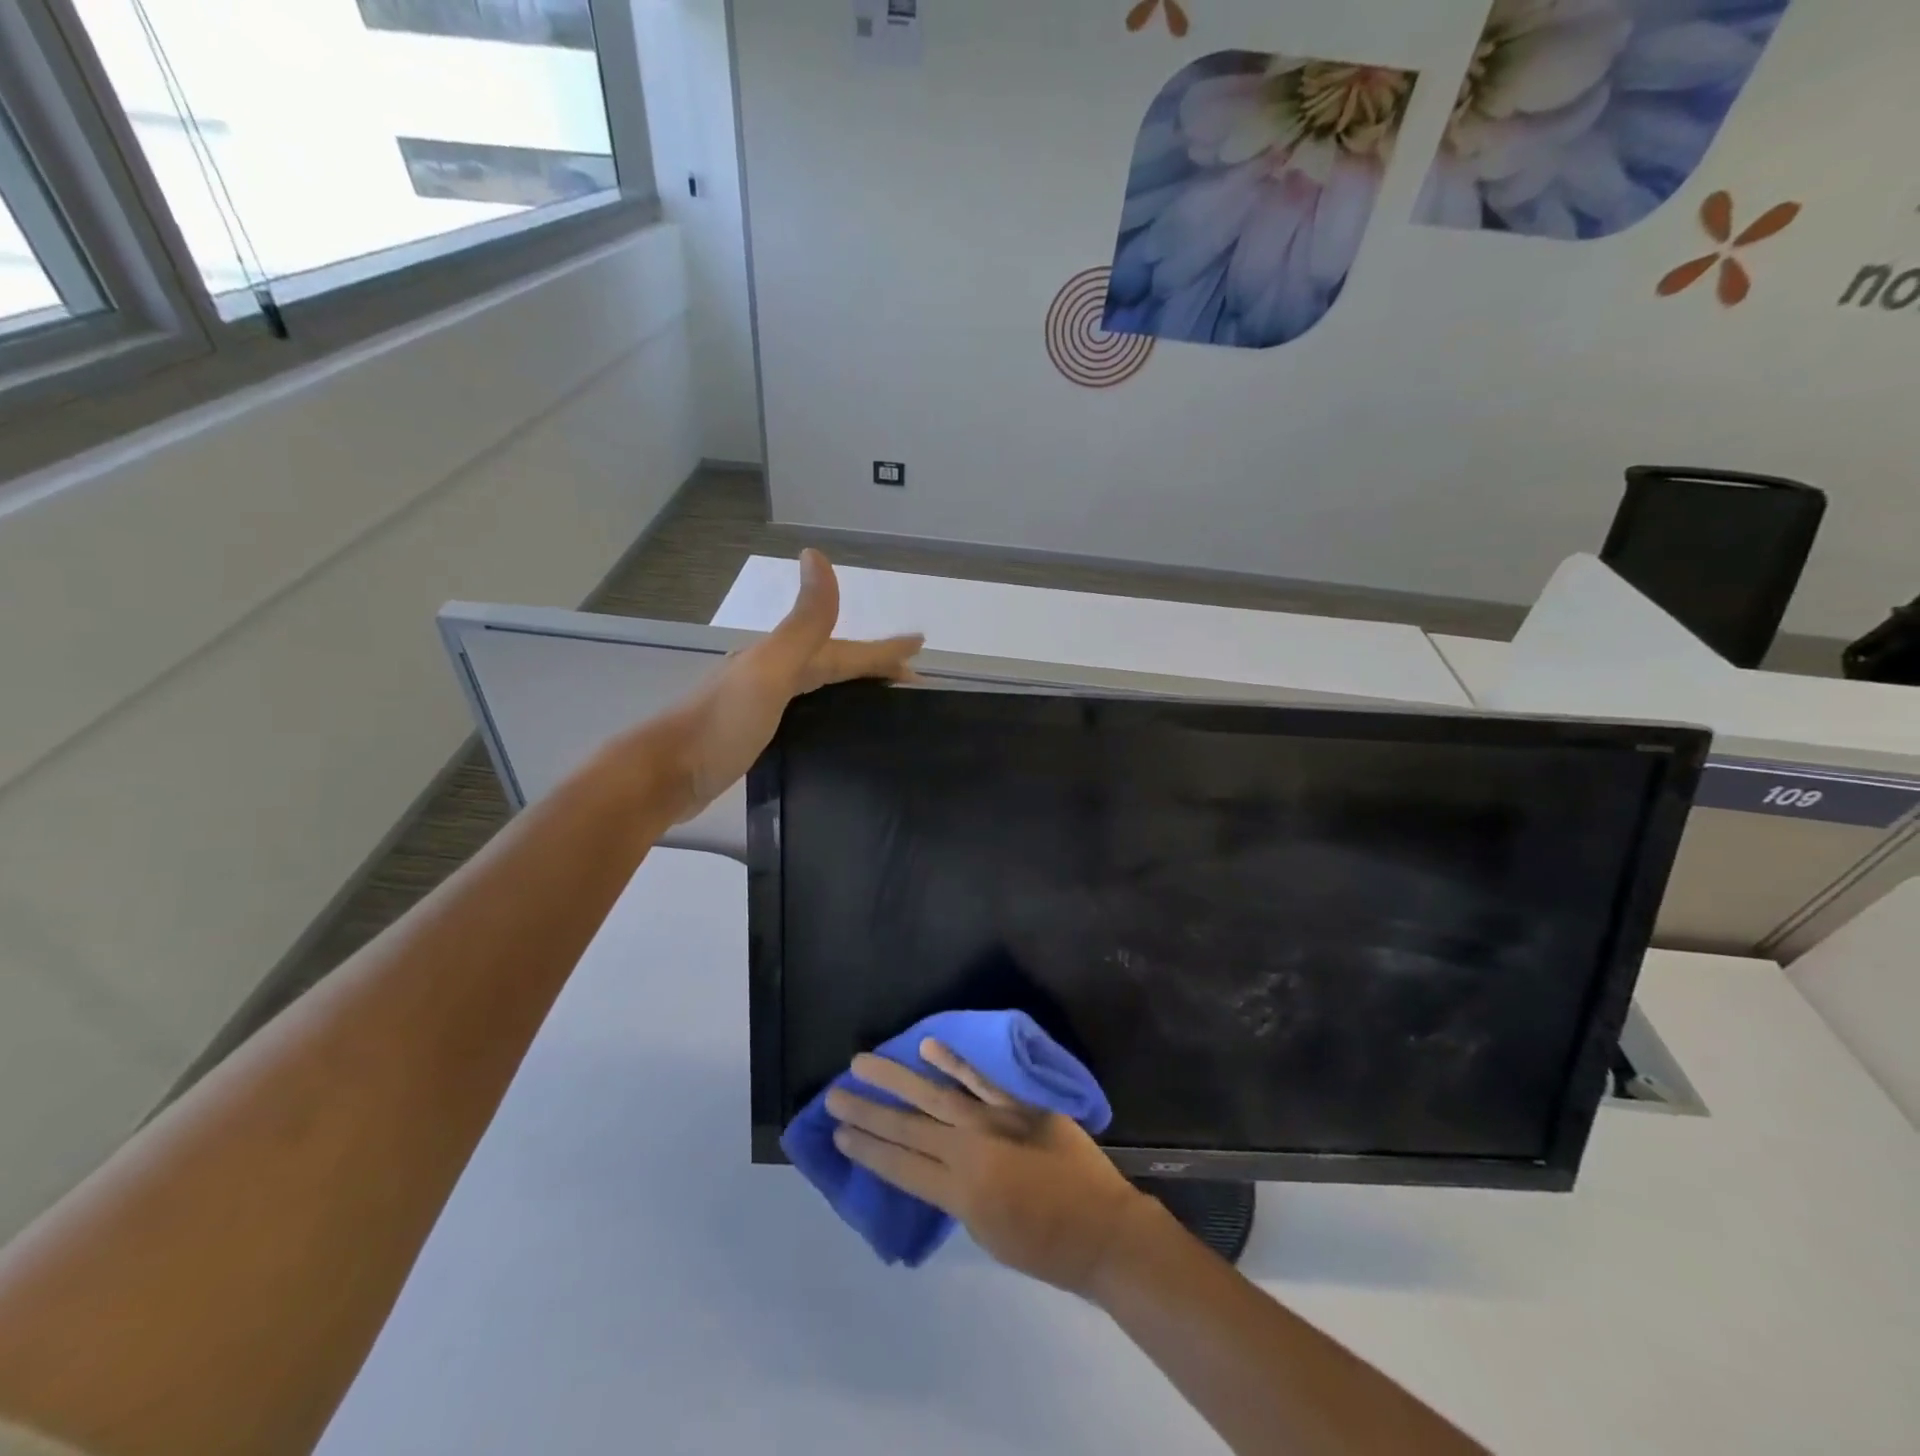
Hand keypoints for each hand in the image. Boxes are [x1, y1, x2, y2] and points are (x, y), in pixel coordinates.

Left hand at [658, 549, 920, 819]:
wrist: (662, 776)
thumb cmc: (720, 726)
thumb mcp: (769, 672)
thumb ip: (801, 624)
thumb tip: (817, 555)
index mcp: (782, 659)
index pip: (844, 649)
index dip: (882, 648)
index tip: (920, 645)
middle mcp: (773, 675)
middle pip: (833, 664)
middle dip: (873, 666)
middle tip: (910, 681)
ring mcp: (761, 705)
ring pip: (819, 688)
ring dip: (852, 688)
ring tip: (883, 703)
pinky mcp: (755, 735)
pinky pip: (805, 714)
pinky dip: (829, 713)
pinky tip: (835, 730)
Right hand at [826, 1040, 1150, 1294]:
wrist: (1102, 1230)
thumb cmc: (1045, 1248)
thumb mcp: (988, 1235)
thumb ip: (958, 1195)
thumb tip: (938, 1163)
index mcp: (958, 1194)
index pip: (900, 1167)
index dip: (867, 1150)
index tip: (838, 1134)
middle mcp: (967, 1153)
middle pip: (907, 1128)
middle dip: (867, 1112)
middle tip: (834, 1094)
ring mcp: (994, 1122)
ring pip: (934, 1095)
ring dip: (896, 1078)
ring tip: (862, 1061)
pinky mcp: (1019, 1105)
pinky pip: (981, 1080)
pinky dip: (954, 1062)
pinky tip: (929, 1044)